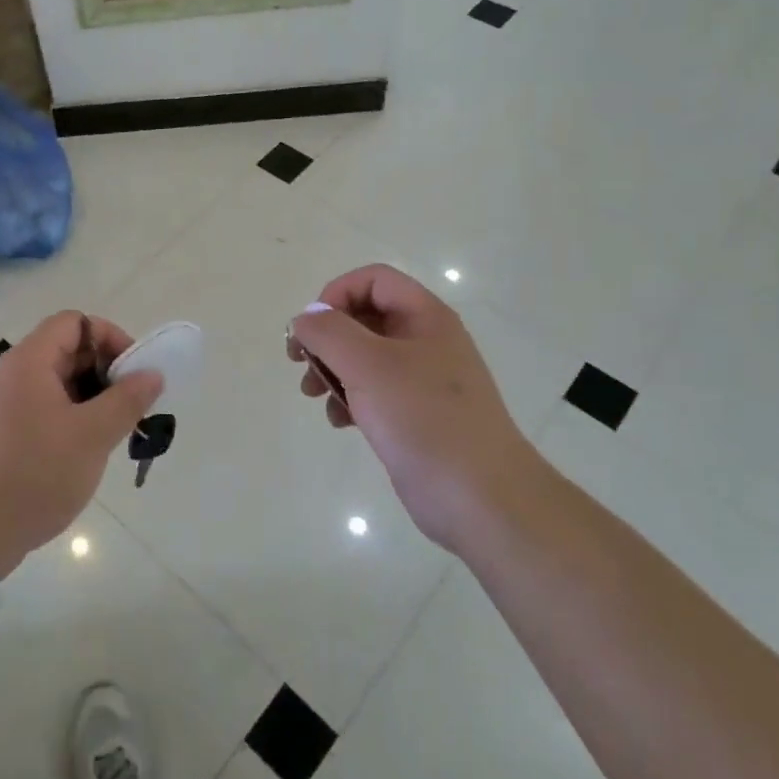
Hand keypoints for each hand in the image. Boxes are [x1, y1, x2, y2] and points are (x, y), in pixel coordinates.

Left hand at [0, 312, 162, 579]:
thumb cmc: (35, 474)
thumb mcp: (92, 436)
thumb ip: (127, 400)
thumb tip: (152, 373)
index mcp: (28, 361)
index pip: (74, 322)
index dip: (109, 338)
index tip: (133, 373)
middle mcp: (10, 373)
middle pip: (65, 350)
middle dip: (103, 371)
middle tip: (129, 407)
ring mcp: (0, 403)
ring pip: (55, 382)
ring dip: (89, 397)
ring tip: (111, 432)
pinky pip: (40, 406)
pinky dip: (68, 416)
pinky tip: (83, 450)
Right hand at [288, 265, 540, 552]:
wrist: (480, 498)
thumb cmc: (423, 419)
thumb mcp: (367, 365)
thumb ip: (328, 332)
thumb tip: (305, 318)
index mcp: (425, 317)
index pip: (373, 280)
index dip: (336, 294)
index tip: (311, 328)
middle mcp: (425, 341)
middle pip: (365, 317)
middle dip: (327, 336)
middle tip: (299, 362)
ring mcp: (422, 380)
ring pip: (364, 357)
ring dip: (332, 369)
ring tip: (312, 394)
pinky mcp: (416, 415)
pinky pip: (373, 391)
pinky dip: (350, 398)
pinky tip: (339, 421)